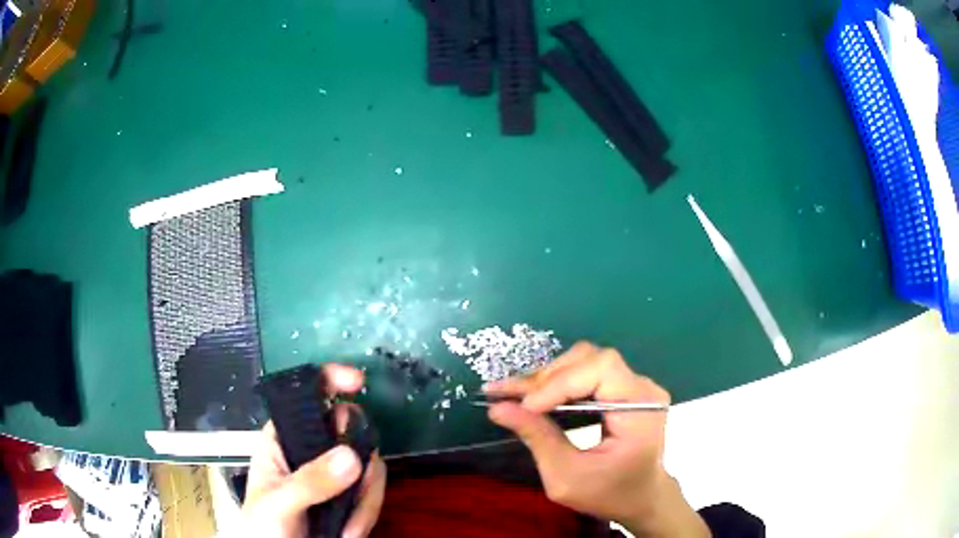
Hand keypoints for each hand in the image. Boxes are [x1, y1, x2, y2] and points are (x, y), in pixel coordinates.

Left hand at [242, 365, 386, 537]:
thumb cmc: (262, 527)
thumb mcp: (277, 502)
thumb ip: (309, 481)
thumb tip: (350, 455)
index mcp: (284, 439)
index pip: (305, 398)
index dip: (329, 380)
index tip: (357, 382)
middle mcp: (313, 451)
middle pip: (350, 430)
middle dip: (360, 460)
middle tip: (356, 487)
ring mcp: (336, 475)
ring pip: (368, 465)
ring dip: (364, 500)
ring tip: (346, 530)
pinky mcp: (352, 497)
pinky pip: (374, 492)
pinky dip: (368, 514)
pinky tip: (350, 534)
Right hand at [484, 343, 707, 536]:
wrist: (640, 499)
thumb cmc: (608, 495)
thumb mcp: (566, 478)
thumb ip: (537, 439)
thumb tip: (497, 407)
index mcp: (641, 409)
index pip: (601, 369)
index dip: (559, 382)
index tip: (524, 407)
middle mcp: (643, 388)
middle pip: (591, 359)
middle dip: (548, 378)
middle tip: (511, 398)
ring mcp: (635, 386)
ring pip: (586, 361)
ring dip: (549, 378)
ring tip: (520, 398)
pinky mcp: (624, 389)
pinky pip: (588, 373)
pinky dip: (558, 384)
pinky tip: (538, 398)